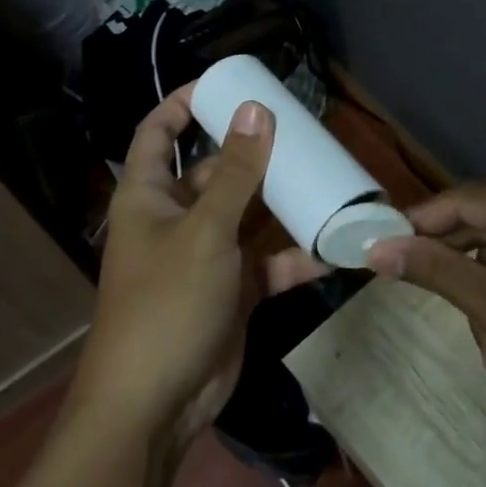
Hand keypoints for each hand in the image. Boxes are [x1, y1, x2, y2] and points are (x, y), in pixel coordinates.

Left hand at [74, 87, 323, 448]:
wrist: (156, 403)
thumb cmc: (167, 302)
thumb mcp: (205, 231)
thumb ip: (237, 173)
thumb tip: (256, 110)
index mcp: (150, 195)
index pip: (159, 133)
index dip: (184, 104)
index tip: (226, 83)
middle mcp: (177, 218)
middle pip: (217, 170)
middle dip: (255, 151)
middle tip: (301, 128)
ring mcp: (208, 256)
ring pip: (250, 215)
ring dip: (283, 201)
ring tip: (326, 175)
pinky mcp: (235, 290)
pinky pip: (269, 262)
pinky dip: (297, 256)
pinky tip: (335, 247)